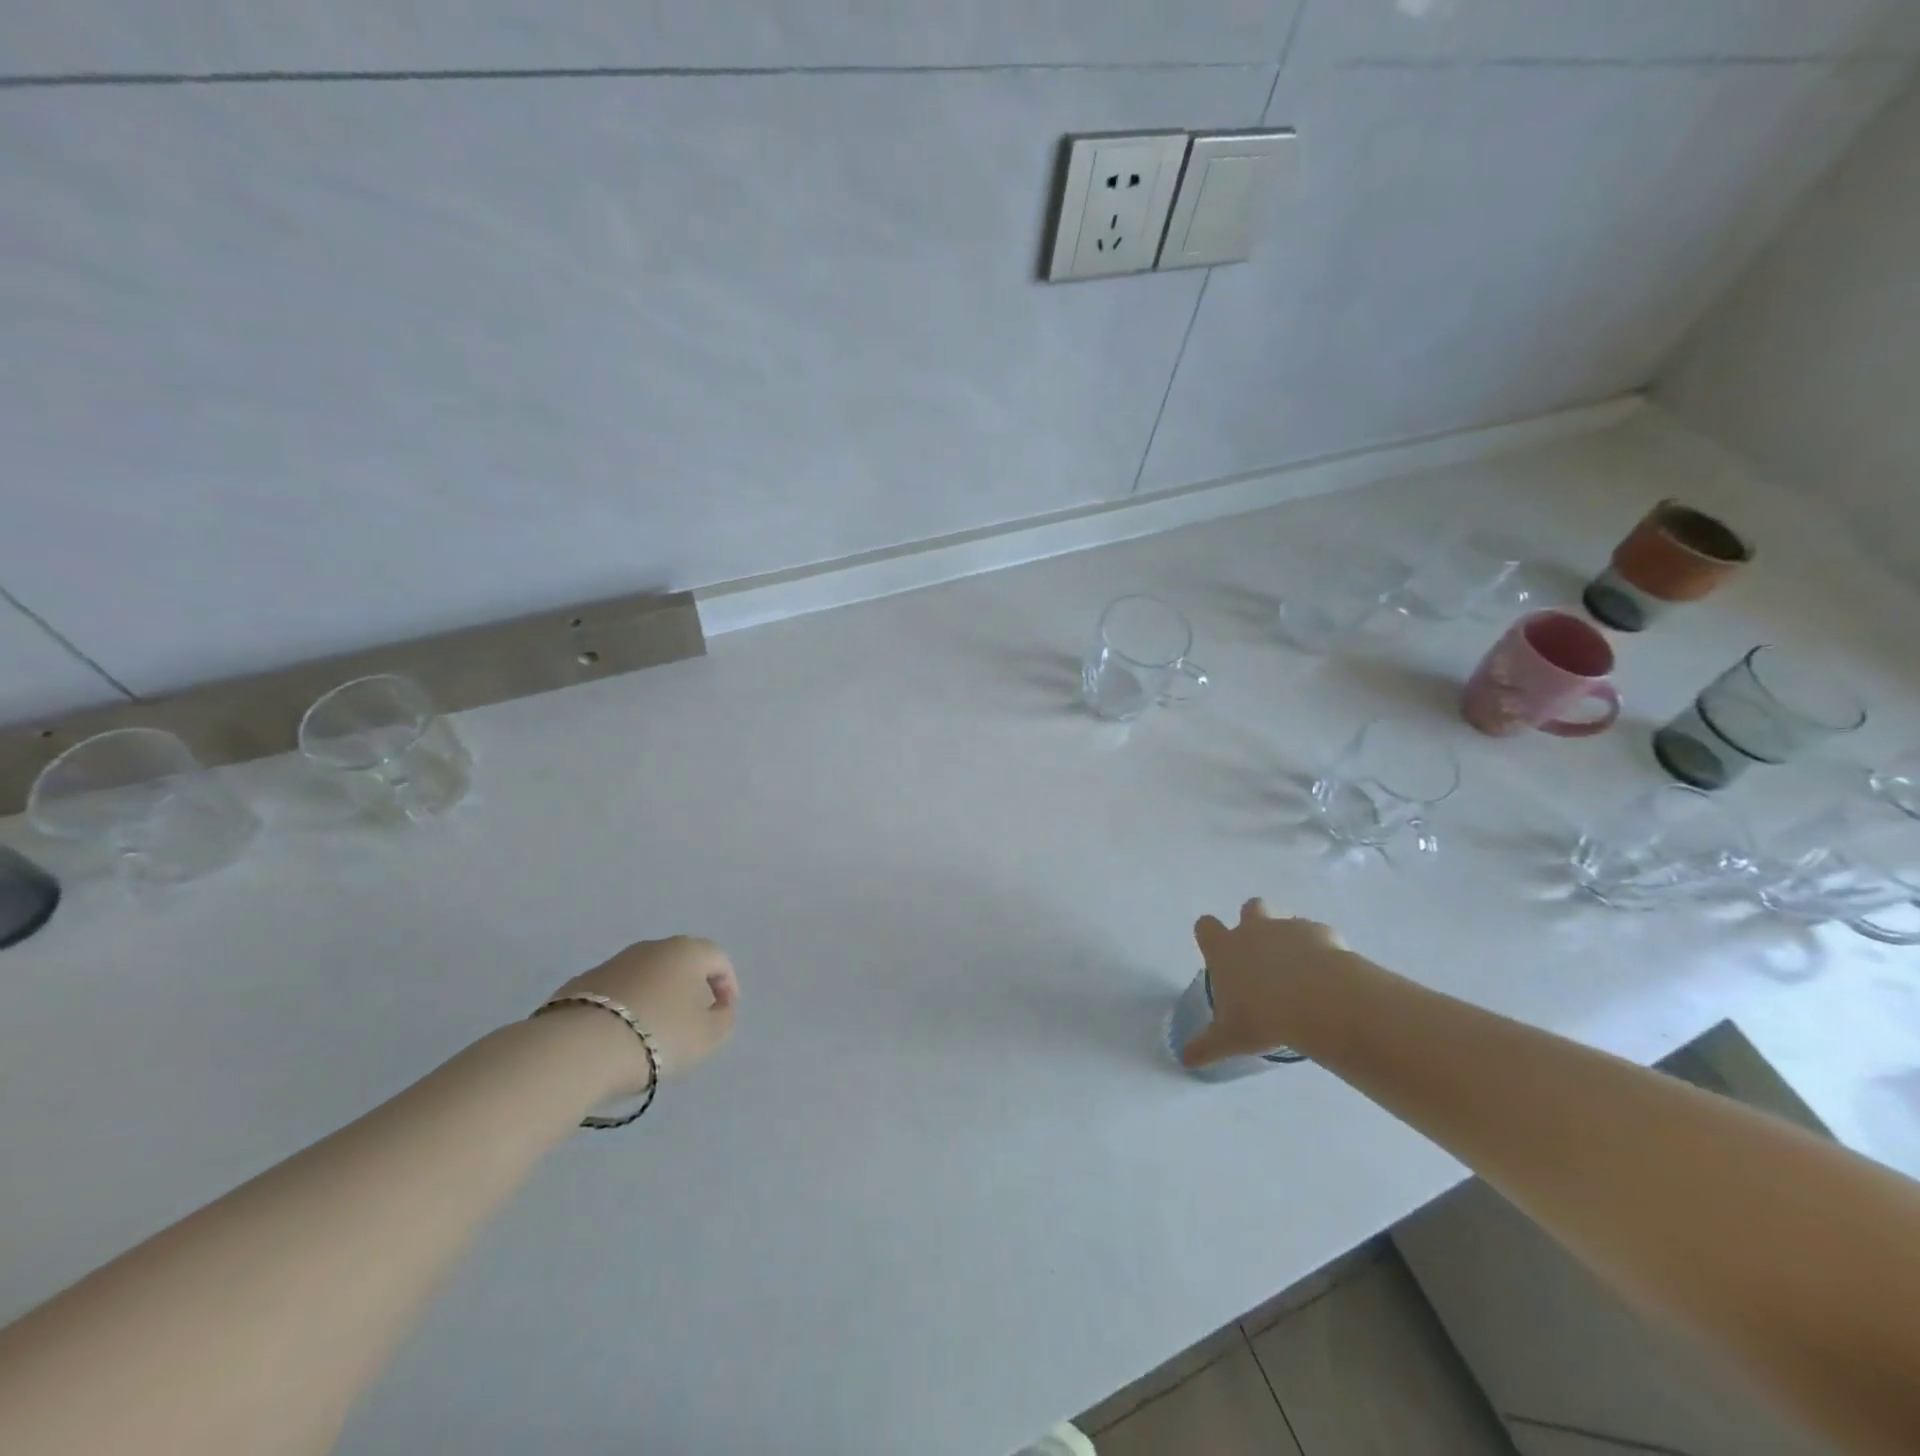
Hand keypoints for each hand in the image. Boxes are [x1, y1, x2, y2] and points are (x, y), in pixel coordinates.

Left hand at [548, 936, 738, 1089]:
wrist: (579, 1049)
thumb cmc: (659, 1035)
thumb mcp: (708, 1036)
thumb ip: (723, 1018)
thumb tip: (720, 1007)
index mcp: (687, 951)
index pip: (718, 958)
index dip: (727, 985)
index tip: (723, 1013)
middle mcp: (651, 947)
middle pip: (680, 963)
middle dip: (689, 987)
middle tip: (691, 1020)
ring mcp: (612, 963)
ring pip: (645, 976)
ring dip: (654, 997)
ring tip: (652, 1032)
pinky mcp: (579, 984)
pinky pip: (615, 993)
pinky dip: (623, 1008)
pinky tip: (619, 1036)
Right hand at [1181, 899, 1354, 1067]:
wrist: (1320, 1002)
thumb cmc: (1264, 1017)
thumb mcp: (1229, 1038)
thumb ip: (1206, 1046)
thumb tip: (1184, 1060)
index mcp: (1225, 948)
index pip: (1205, 926)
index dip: (1210, 937)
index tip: (1219, 955)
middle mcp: (1254, 930)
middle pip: (1250, 908)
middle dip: (1255, 923)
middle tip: (1264, 957)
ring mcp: (1289, 928)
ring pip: (1287, 921)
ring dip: (1291, 940)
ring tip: (1301, 974)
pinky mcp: (1322, 933)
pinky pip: (1320, 937)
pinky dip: (1323, 953)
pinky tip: (1330, 978)